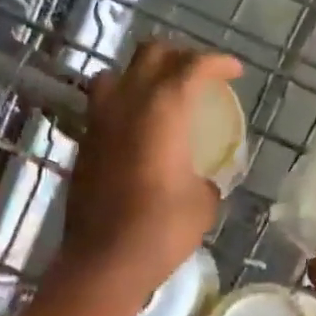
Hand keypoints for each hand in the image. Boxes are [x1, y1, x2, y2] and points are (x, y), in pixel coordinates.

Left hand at [57, 41, 242, 302]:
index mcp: (162, 108)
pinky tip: (136, 129)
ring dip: (140, 75)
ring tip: (158, 94)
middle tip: (197, 75)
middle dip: (179, 56)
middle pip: (150, 54)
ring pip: (116, 74)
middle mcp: (126, 103)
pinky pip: (102, 108)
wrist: (104, 261)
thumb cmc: (161, 229)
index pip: (192, 66)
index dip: (217, 63)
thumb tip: (201, 179)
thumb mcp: (202, 204)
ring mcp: (98, 122)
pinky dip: (122, 106)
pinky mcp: (83, 146)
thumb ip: (205, 179)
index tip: (233, 71)